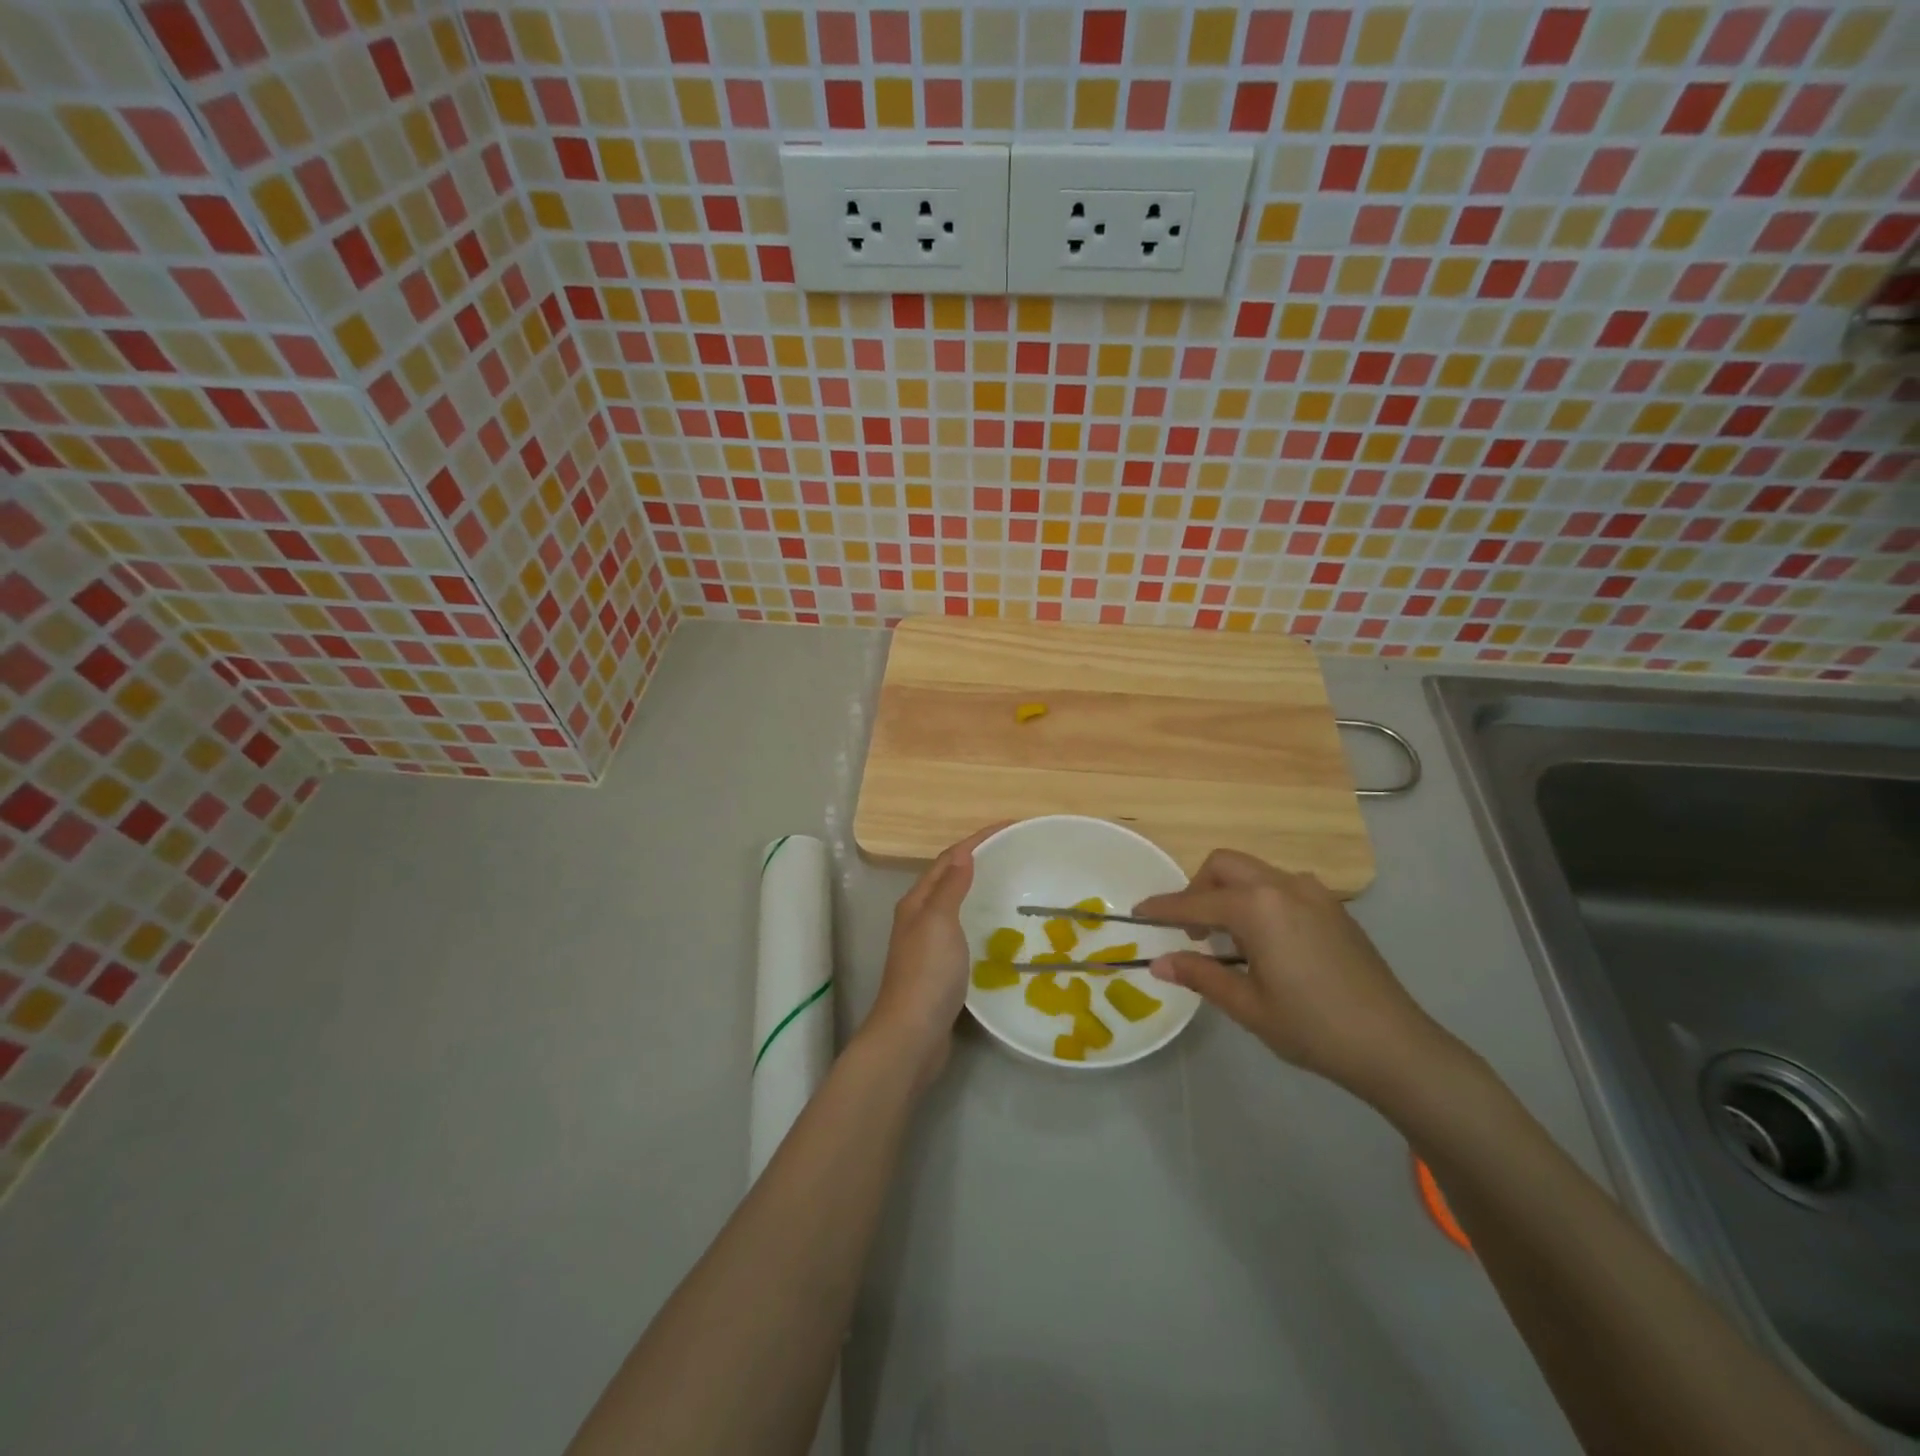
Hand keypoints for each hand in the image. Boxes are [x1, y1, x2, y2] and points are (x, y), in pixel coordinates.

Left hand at [860, 823, 1004, 1092]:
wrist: (912, 1034)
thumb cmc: (927, 973)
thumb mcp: (939, 921)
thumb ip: (950, 887)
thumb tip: (964, 852)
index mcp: (917, 902)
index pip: (949, 859)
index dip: (978, 839)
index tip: (1010, 826)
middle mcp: (920, 918)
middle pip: (951, 878)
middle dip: (980, 861)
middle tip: (1017, 853)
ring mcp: (929, 945)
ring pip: (957, 905)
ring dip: (981, 890)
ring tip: (1014, 884)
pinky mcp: (942, 969)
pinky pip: (965, 931)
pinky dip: (982, 920)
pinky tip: (1001, 929)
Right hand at [1134, 849, 1451, 1098]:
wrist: (1394, 1045)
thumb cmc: (1312, 1027)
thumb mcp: (1247, 1005)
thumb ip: (1200, 975)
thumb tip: (1158, 964)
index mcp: (1257, 907)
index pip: (1195, 902)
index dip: (1163, 908)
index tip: (1138, 913)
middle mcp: (1283, 886)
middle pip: (1225, 865)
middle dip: (1199, 888)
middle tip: (1192, 929)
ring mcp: (1314, 893)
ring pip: (1255, 872)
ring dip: (1230, 891)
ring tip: (1229, 938)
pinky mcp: (1334, 907)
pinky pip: (1282, 886)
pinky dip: (1259, 899)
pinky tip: (1266, 941)